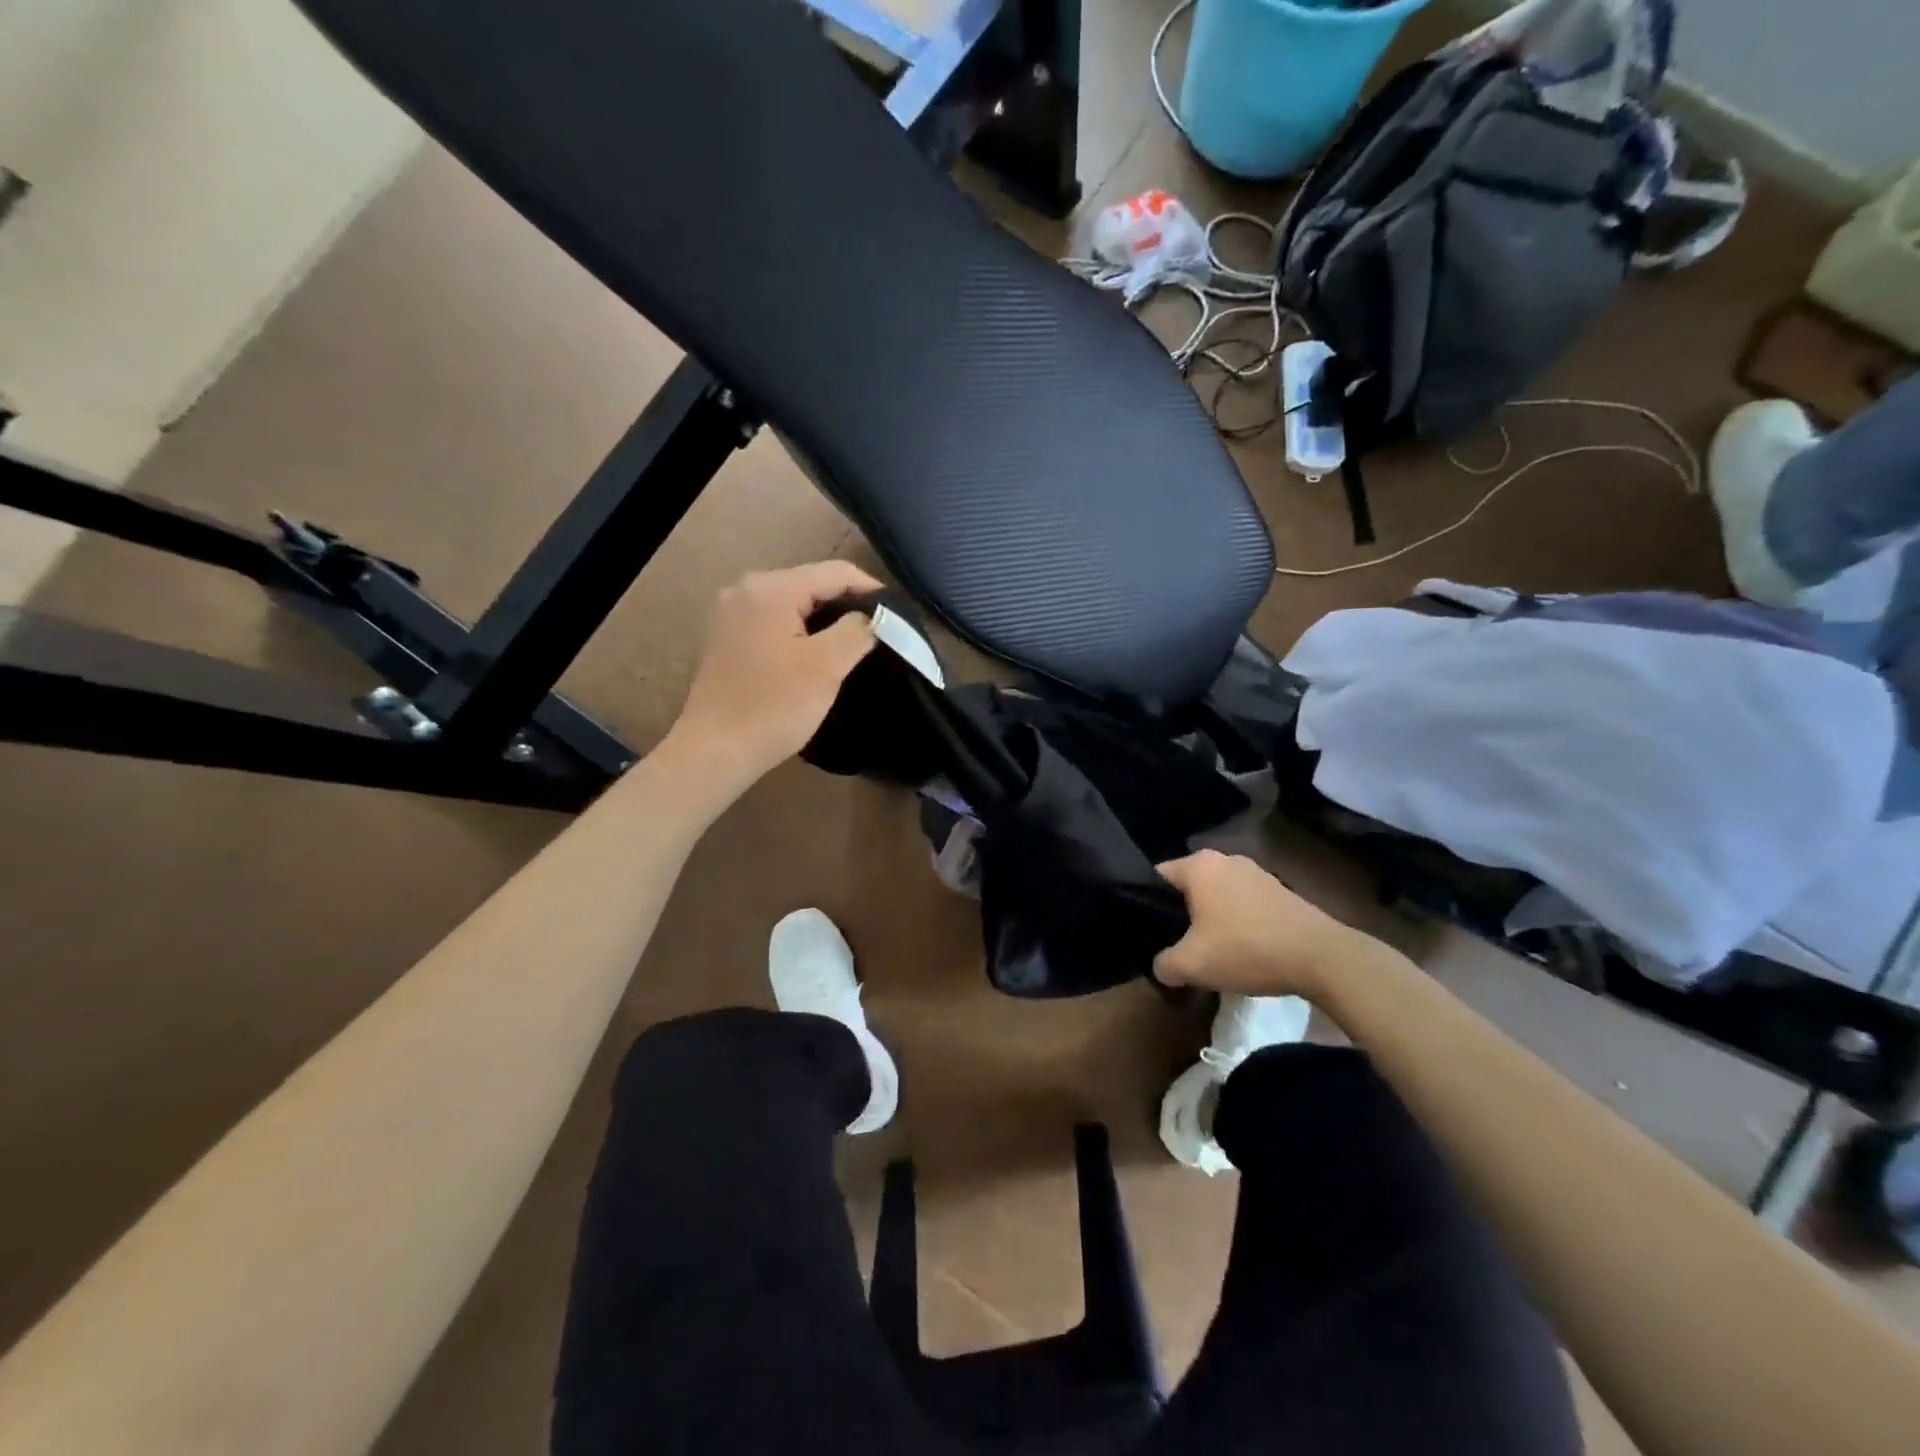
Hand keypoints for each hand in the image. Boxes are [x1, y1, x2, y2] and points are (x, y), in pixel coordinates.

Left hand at [666, 561, 880, 793]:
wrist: (714, 751)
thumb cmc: (774, 706)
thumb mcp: (826, 666)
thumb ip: (857, 630)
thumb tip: (873, 616)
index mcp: (771, 588)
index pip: (836, 572)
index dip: (872, 590)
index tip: (898, 617)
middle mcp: (746, 589)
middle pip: (812, 584)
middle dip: (847, 606)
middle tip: (879, 634)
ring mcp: (732, 613)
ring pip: (794, 604)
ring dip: (825, 622)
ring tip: (853, 647)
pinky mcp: (727, 637)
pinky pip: (775, 622)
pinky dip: (799, 633)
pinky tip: (815, 658)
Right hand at [1154, 850, 1372, 1000]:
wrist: (1321, 957)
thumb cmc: (1246, 949)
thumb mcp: (1191, 965)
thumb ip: (1164, 964)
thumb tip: (1162, 966)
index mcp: (1199, 865)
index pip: (1157, 877)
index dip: (1147, 905)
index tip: (1150, 934)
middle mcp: (1226, 859)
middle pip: (1189, 887)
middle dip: (1181, 914)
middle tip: (1178, 945)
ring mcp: (1257, 872)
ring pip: (1218, 895)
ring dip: (1212, 920)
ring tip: (1212, 952)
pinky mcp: (1280, 891)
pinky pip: (1244, 904)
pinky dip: (1238, 923)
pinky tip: (1243, 951)